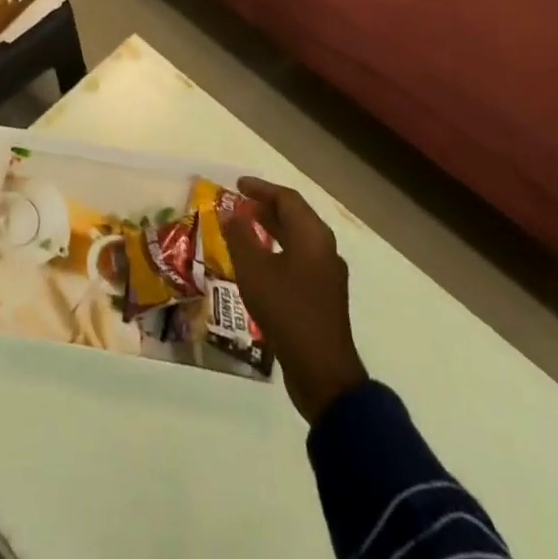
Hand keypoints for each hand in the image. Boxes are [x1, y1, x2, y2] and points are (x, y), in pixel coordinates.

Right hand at [224, 176, 368, 424]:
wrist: (322, 373)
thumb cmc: (287, 311)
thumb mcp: (254, 270)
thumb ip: (240, 236)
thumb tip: (230, 213)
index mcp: (313, 236)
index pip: (287, 199)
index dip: (261, 188)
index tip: (238, 185)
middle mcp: (324, 249)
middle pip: (295, 216)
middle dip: (266, 207)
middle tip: (239, 204)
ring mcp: (327, 274)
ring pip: (298, 239)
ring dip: (272, 229)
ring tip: (245, 228)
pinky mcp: (323, 297)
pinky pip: (300, 260)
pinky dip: (279, 251)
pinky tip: (260, 264)